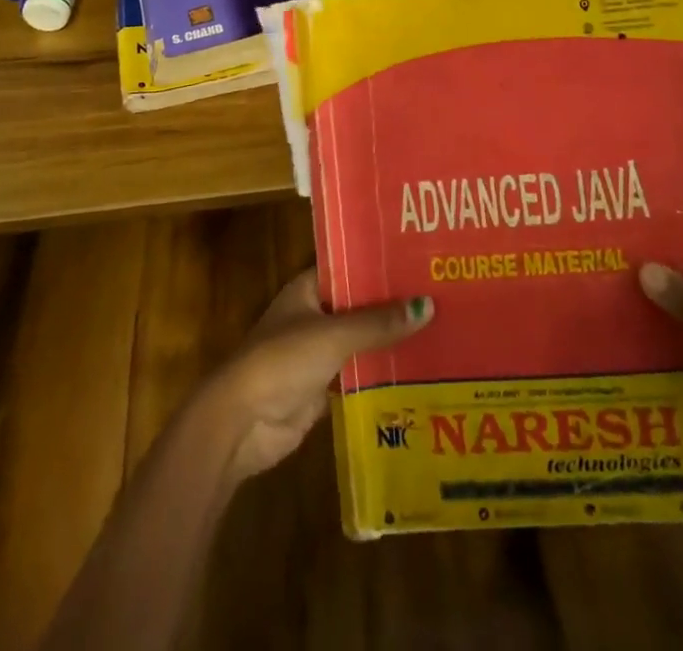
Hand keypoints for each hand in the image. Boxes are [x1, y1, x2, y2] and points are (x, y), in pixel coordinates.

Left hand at [196, 269, 432, 484]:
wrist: (242, 422)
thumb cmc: (281, 361)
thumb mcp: (333, 335)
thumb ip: (378, 323)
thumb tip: (428, 306)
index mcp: (307, 289)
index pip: (349, 266)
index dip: (380, 263)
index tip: (419, 259)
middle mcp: (314, 315)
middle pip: (359, 304)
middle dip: (393, 304)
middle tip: (440, 294)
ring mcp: (317, 353)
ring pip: (361, 340)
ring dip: (390, 340)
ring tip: (439, 329)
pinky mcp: (323, 389)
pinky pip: (359, 374)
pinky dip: (382, 373)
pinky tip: (418, 370)